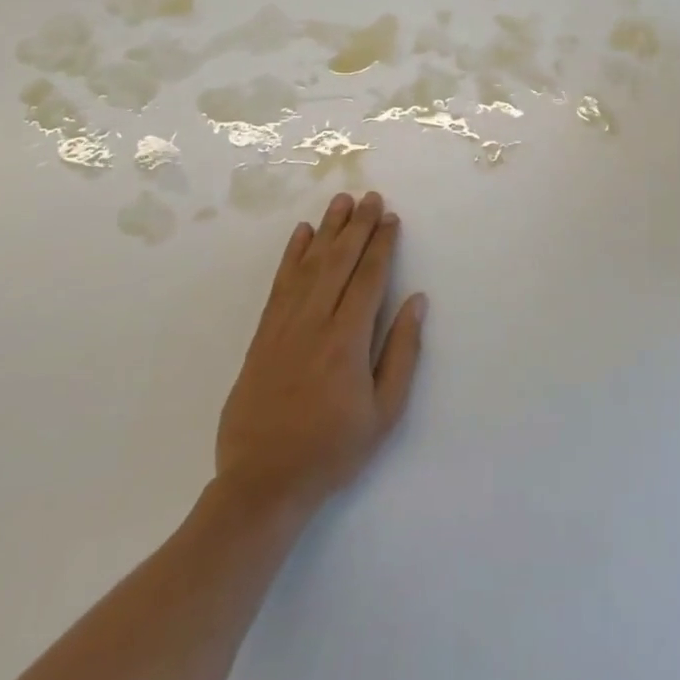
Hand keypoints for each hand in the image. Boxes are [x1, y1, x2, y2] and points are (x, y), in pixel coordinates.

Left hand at [214, 192, 426, 518]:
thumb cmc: (332, 449)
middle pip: (340, 261)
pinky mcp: (263, 334)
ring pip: (309, 264)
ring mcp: (284, 325)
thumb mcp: (383, 413)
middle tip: (371, 197)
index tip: (391, 218)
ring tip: (341, 200)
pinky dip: (292, 255)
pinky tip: (302, 234)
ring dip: (328, 229)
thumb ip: (402, 353)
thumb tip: (416, 301)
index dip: (381, 244)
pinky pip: (280, 283)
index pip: (369, 278)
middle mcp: (315, 322)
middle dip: (358, 225)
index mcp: (347, 341)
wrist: (263, 482)